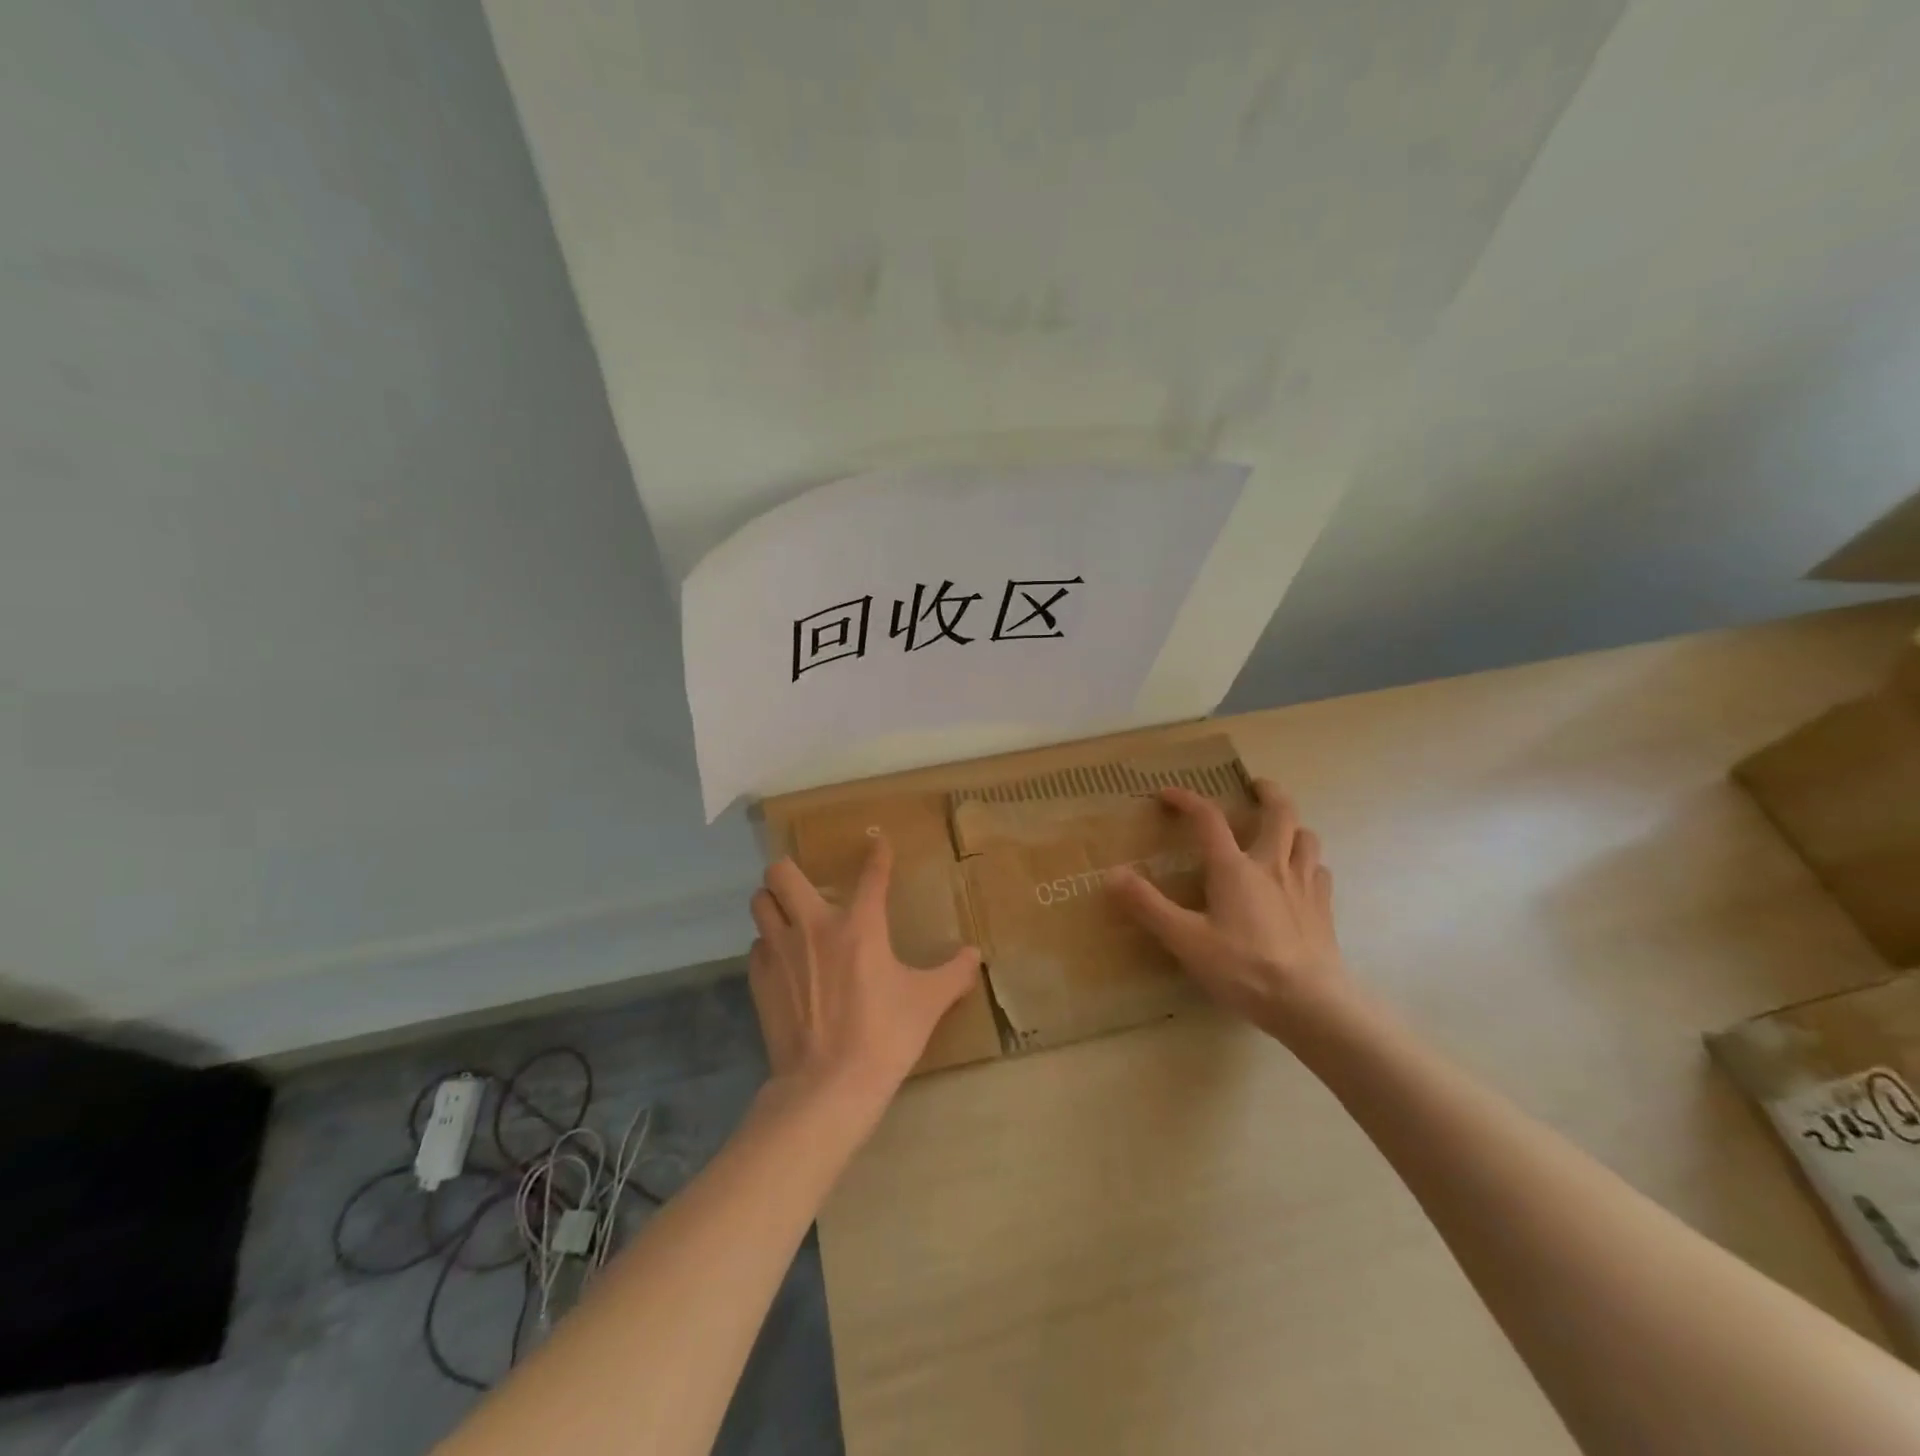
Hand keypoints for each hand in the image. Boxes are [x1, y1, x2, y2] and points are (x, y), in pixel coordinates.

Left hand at [747, 837, 981, 1112]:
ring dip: (773, 902)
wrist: (827, 1087)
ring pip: (760, 902)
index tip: (878, 842)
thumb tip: (975, 955)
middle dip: (790, 869)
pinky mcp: (759, 980)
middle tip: (807, 884)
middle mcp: (813, 926)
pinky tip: (784, 962)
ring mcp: (779, 951)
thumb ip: (954, 973)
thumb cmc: (884, 1036)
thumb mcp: (928, 1003)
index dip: (877, 854)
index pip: (871, 875)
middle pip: (781, 872)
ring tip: (789, 915)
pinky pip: (757, 945)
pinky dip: (768, 945)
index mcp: (859, 925)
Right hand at [1109, 781, 1346, 1040]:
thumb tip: (1111, 874)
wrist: (1310, 1003)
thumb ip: (1148, 906)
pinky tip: (1301, 876)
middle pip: (1279, 812)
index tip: (1167, 793)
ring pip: (1306, 837)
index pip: (1208, 819)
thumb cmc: (1243, 968)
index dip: (1187, 799)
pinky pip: (1320, 871)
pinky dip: (1308, 863)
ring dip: (1292, 826)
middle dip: (1267, 792)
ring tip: (1280, 830)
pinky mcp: (1324, 908)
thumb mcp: (1185, 940)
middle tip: (1255, 786)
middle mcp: (1272, 865)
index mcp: (1234, 868)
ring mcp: (1304, 885)